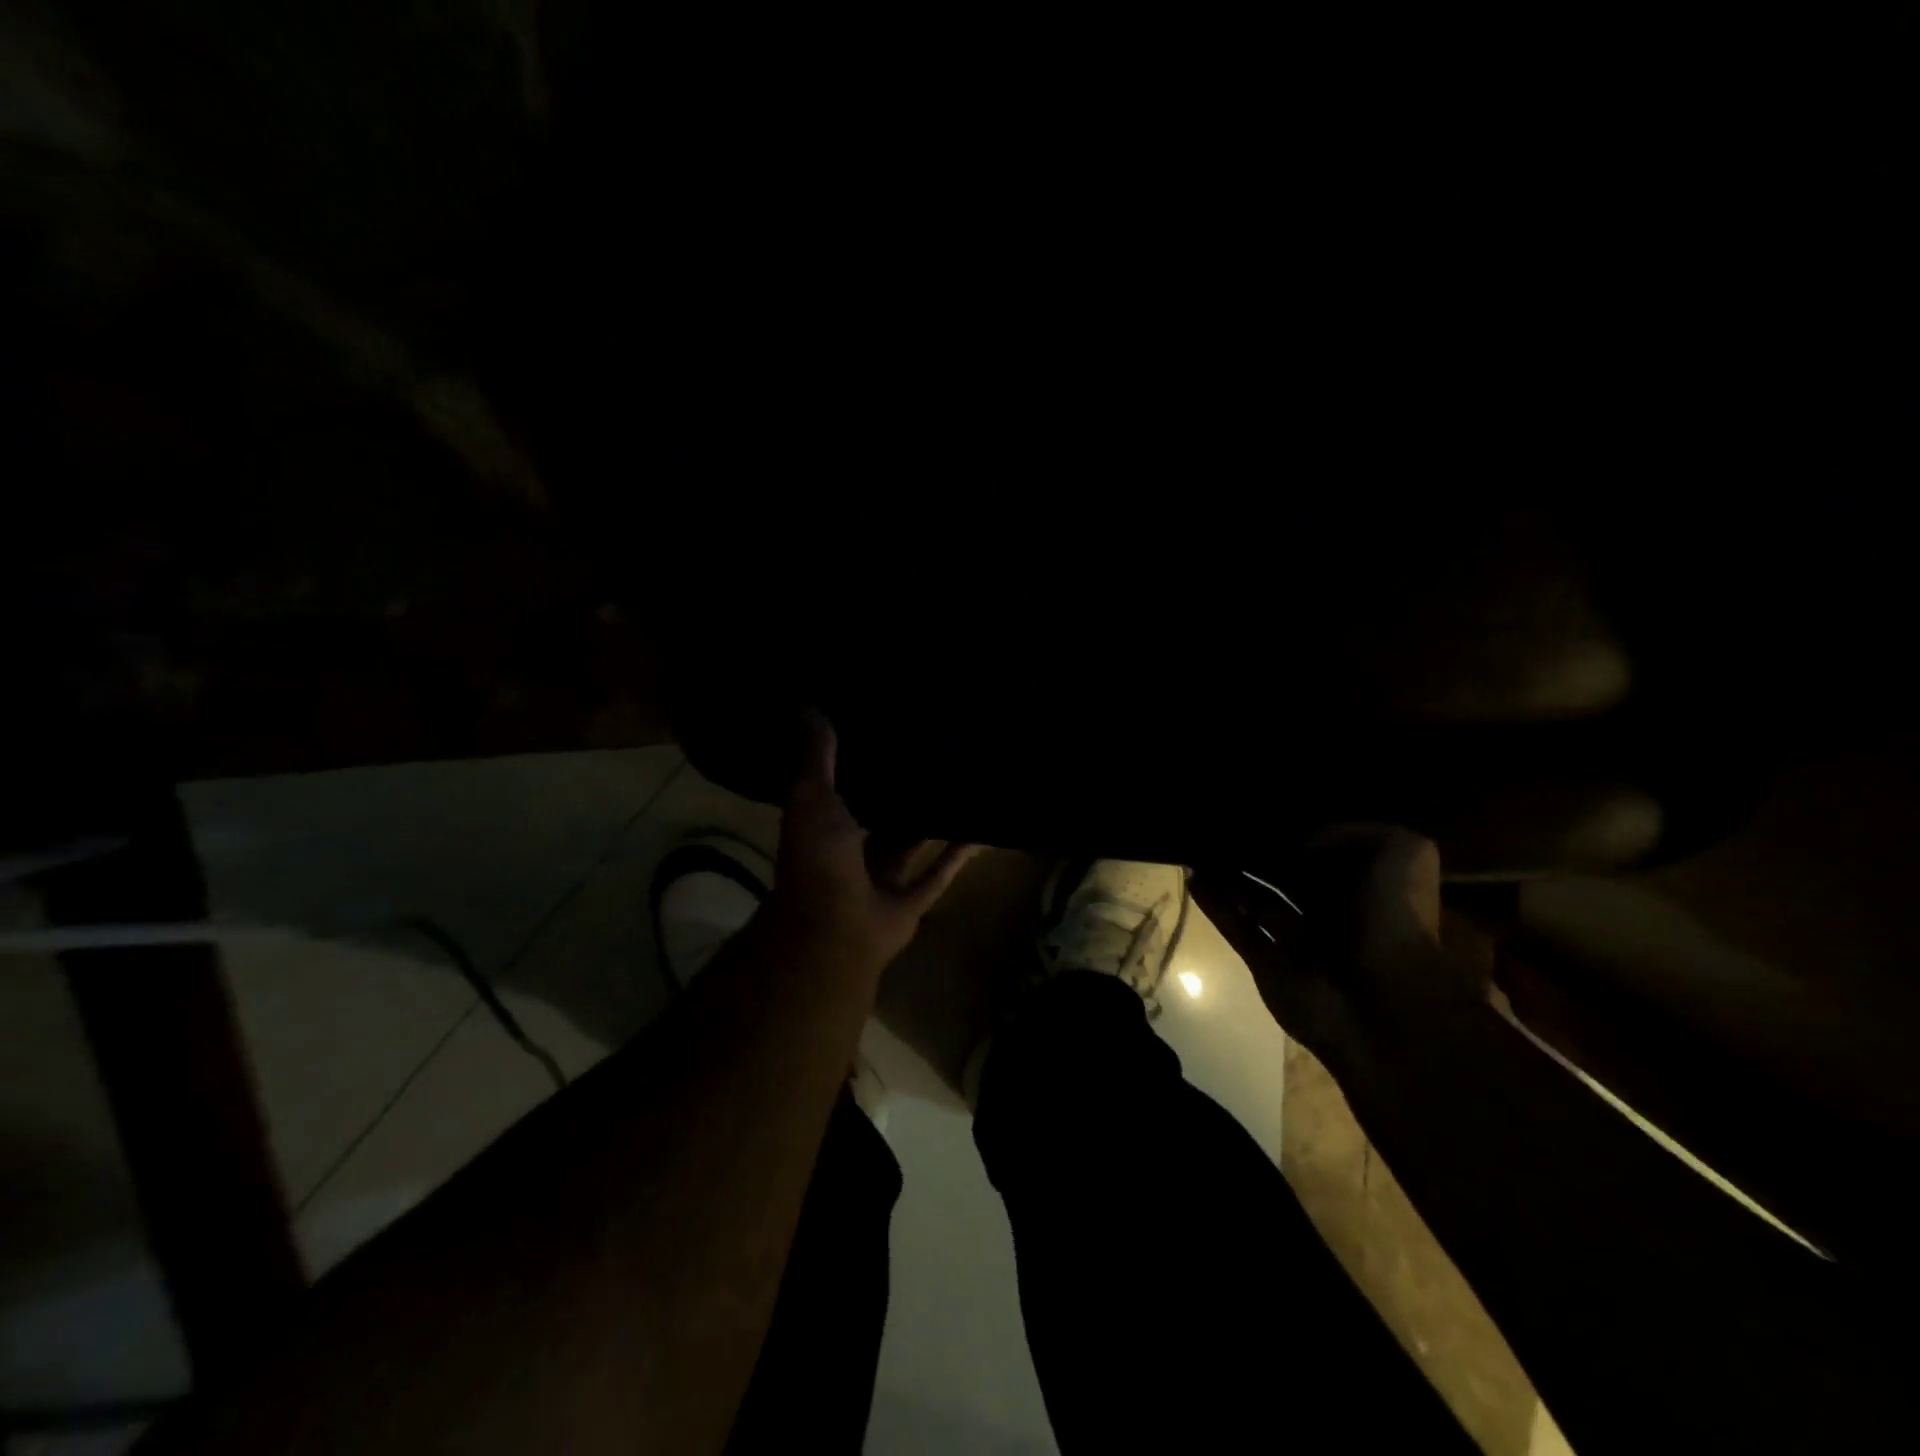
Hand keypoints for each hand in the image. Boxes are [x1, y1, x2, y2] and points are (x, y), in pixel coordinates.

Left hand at [765, 713, 977, 974]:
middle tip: (933, 752)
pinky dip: (960, 853)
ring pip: (913, 842)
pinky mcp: (912, 900)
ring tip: (962, 783)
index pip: (844, 787)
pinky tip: (982, 828)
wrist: (835, 930)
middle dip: (902, 791)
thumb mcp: (812, 799)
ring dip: (933, 819)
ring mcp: (883, 877)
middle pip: (883, 815)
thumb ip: (817, 759)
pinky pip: (940, 872)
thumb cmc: (819, 860)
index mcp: (825, 826)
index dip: (861, 762)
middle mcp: (853, 851)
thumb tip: (811, 707)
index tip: (885, 730)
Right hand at [1190, 827, 1484, 1070]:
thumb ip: (1352, 830)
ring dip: (1230, 877)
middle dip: (1260, 856)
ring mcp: (1296, 942)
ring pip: (1256, 901)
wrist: (1380, 1003)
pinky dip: (1214, 904)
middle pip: (1287, 878)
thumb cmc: (1394, 920)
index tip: (1267, 811)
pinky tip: (1193, 875)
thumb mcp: (1401, 851)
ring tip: (1199, 847)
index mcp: (1366, 889)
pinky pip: (1236, 927)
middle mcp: (1331, 914)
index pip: (1329, 855)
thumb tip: (1300, 842)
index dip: (1301, 833)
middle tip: (1224, 827)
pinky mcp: (1267, 964)